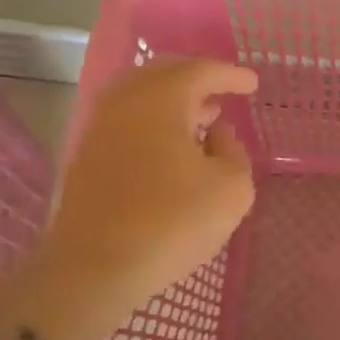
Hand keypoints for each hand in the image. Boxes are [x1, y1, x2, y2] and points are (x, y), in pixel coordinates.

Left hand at [40, 56, 258, 330]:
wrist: (95, 268)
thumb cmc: (172, 223)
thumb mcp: (232, 189)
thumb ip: (234, 152)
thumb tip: (216, 135)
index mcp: (161, 100)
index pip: (200, 71)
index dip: (230, 75)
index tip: (252, 84)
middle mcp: (125, 103)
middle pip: (163, 73)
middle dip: (197, 78)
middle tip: (223, 91)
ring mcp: (100, 129)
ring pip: (141, 96)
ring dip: (173, 100)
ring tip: (202, 116)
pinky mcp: (88, 157)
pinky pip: (127, 120)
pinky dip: (154, 120)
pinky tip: (171, 145)